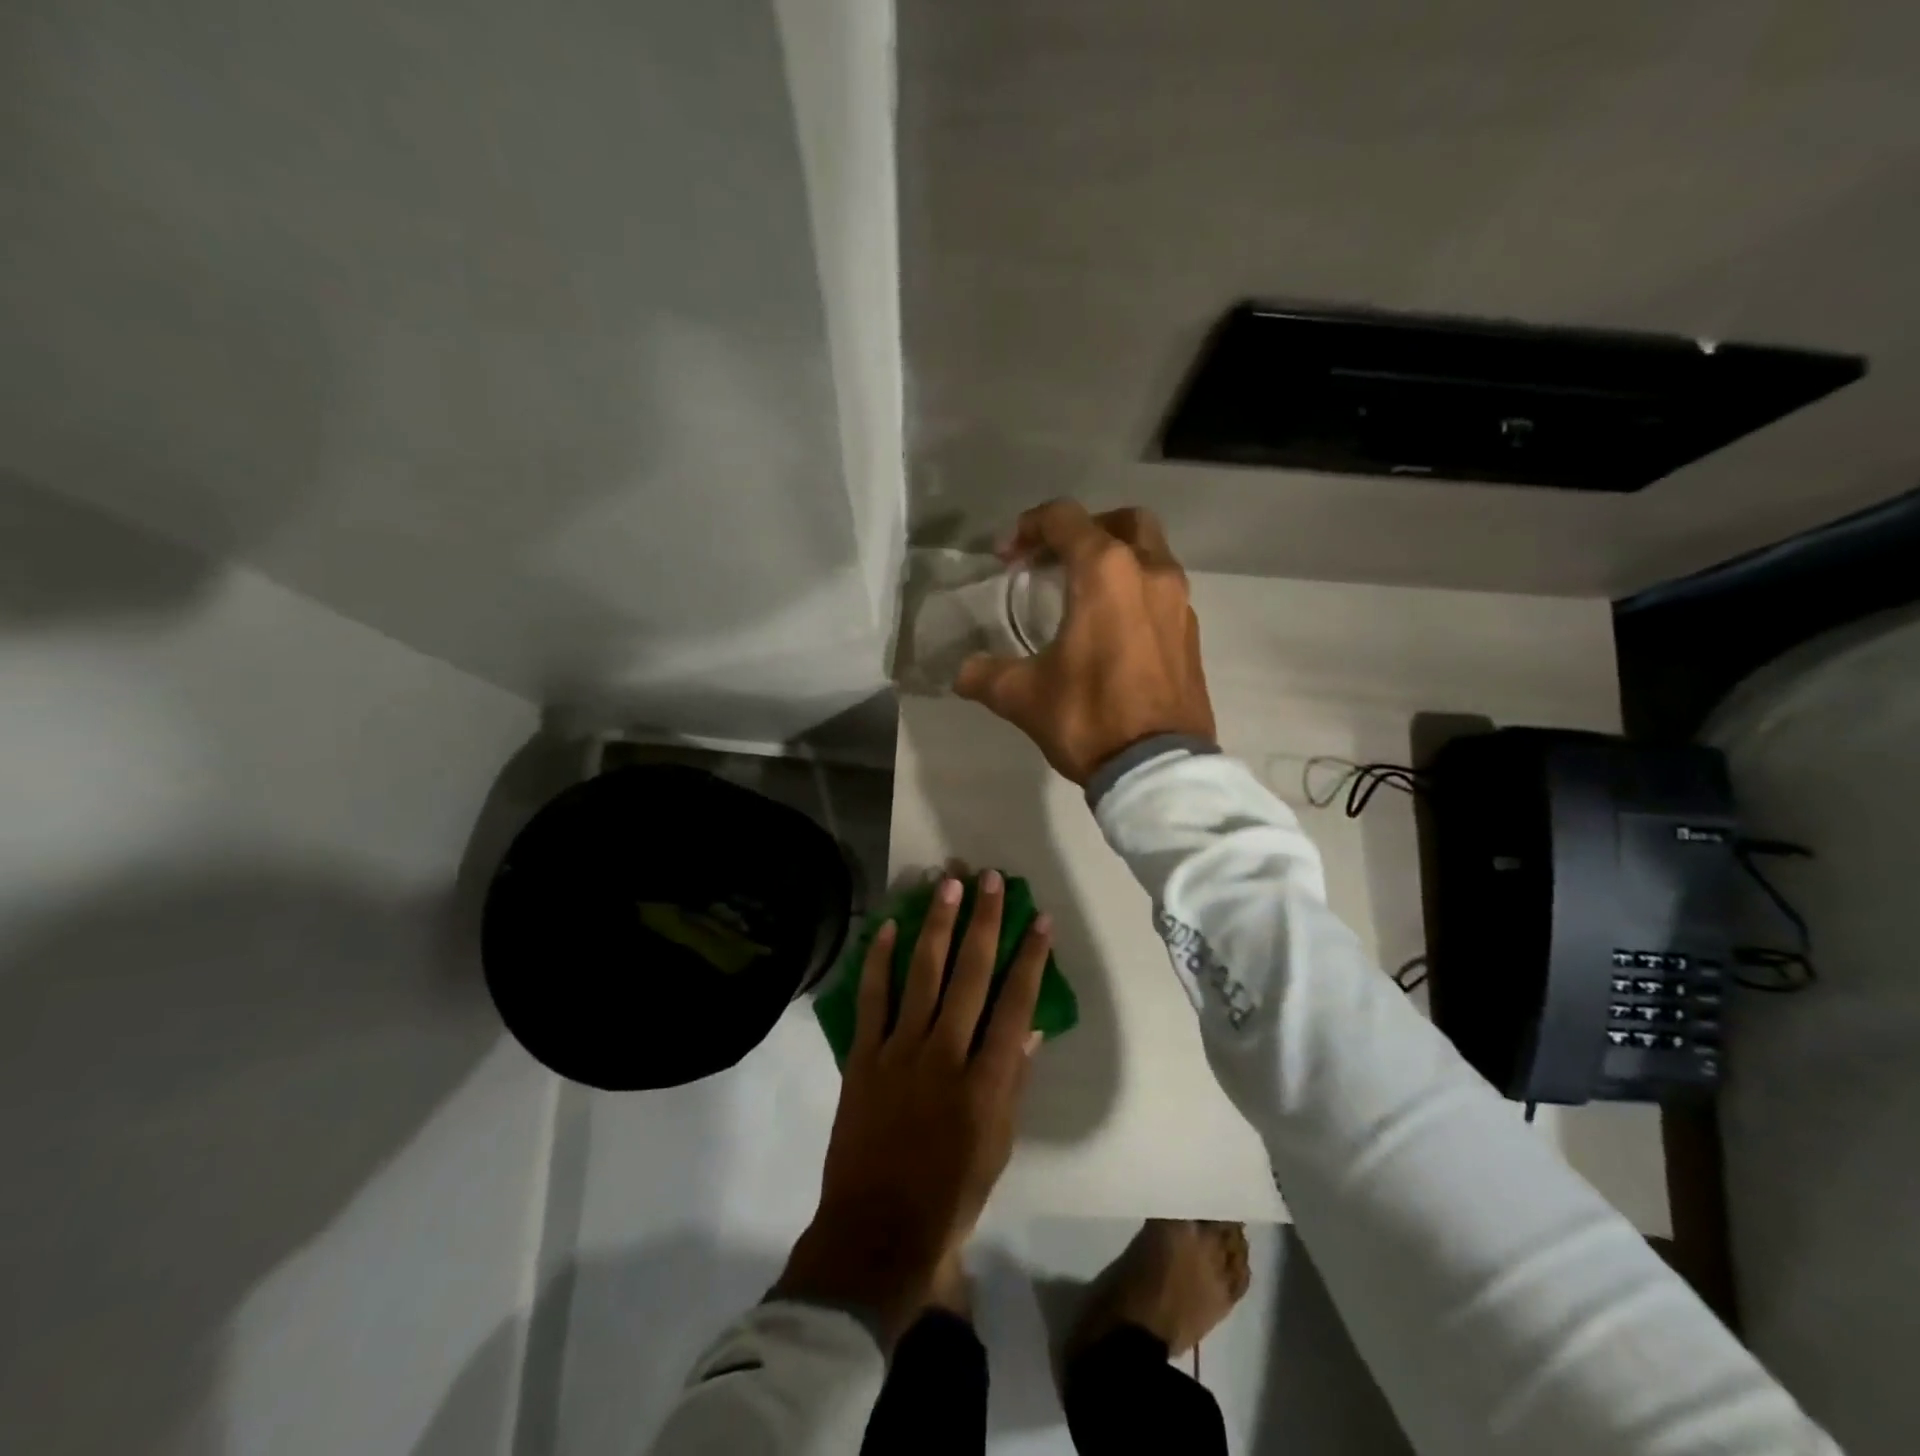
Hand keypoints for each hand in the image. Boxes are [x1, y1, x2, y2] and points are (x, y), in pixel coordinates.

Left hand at [774, 871, 1051, 1345]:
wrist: (876, 1231)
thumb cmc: (950, 1195)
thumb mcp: (998, 1145)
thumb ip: (1013, 1082)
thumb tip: (1029, 1027)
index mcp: (986, 1081)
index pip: (1015, 1005)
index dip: (1030, 958)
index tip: (1039, 919)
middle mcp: (945, 1054)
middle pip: (970, 975)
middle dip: (984, 923)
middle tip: (990, 879)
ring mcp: (899, 1051)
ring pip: (923, 975)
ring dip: (937, 926)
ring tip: (948, 884)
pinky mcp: (862, 1056)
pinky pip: (871, 999)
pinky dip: (878, 961)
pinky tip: (886, 927)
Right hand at [954, 500, 1215, 784]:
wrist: (1157, 768)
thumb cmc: (1089, 717)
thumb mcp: (1024, 696)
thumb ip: (986, 675)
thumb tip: (961, 673)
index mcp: (1106, 572)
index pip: (1064, 519)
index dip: (1028, 527)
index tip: (1005, 558)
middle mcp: (1151, 572)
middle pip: (1122, 521)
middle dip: (1086, 531)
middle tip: (1056, 560)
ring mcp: (1180, 602)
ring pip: (1150, 555)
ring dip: (1116, 561)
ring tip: (1082, 596)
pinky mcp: (1192, 633)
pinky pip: (1162, 592)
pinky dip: (1136, 593)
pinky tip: (1113, 630)